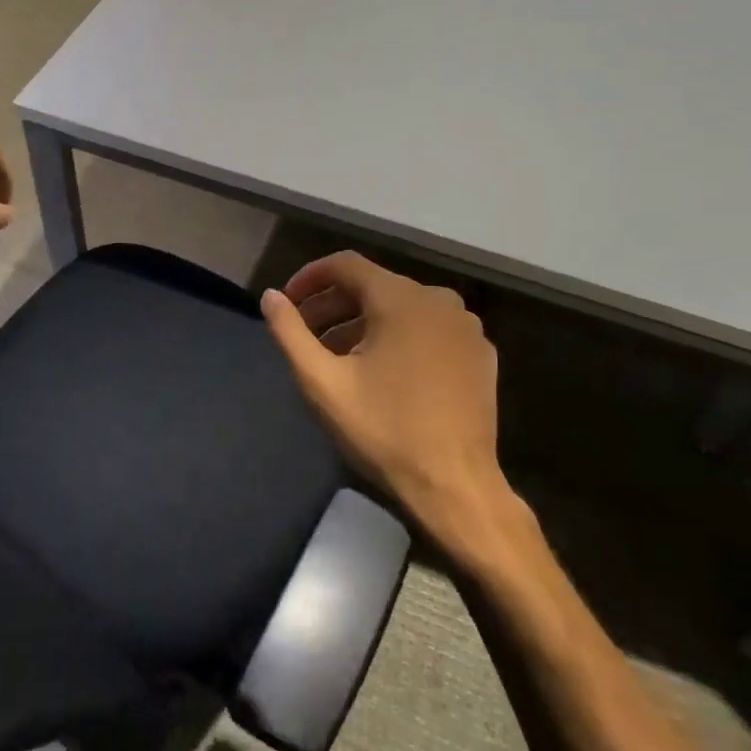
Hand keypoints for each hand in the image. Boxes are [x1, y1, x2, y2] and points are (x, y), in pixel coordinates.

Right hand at [261, 251, 511, 545]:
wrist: (455, 485)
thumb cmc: (383, 430)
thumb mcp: (323, 383)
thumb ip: (290, 333)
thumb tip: (270, 296)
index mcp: (401, 299)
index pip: (346, 265)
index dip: (310, 278)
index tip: (287, 301)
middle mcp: (439, 300)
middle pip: (375, 286)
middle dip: (334, 306)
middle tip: (305, 335)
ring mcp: (466, 327)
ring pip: (403, 308)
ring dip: (364, 323)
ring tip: (338, 357)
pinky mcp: (481, 353)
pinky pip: (430, 329)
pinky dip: (400, 337)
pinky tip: (385, 371)